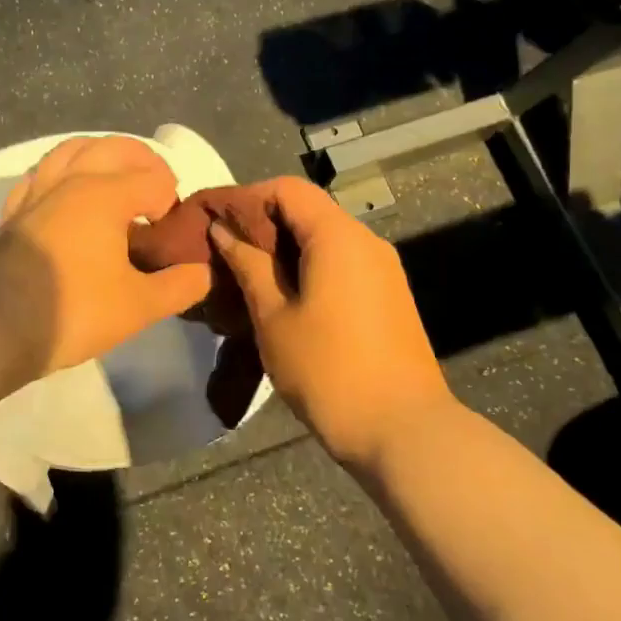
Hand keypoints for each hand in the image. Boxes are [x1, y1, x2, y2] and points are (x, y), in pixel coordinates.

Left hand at [0, 136, 213, 383]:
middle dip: (143, 161)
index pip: (154, 180)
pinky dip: (61, 172)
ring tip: (115, 177)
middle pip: (115, 148)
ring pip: (72, 150)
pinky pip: (40, 174)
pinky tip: (66, 191)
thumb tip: (203, 271)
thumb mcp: (139, 306)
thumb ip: (178, 286)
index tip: (168, 235)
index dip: (170, 202)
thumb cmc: (74, 311)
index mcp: (106, 195)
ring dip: (101, 154)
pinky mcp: (14, 210)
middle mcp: (72, 181)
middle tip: (157, 189)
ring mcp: (38, 191)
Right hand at [208, 177, 451, 467]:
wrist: (404, 431)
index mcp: (338, 236)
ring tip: (249, 276)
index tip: (216, 223)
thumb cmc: (329, 370)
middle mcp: (366, 241)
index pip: (288, 189)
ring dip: (286, 248)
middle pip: (308, 210)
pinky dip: (310, 267)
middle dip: (264, 224)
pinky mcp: (389, 295)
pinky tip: (285, 296)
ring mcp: (383, 268)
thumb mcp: (274, 317)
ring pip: (325, 238)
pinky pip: (343, 262)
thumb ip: (248, 265)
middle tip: (225, 252)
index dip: (247, 198)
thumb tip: (223, 230)